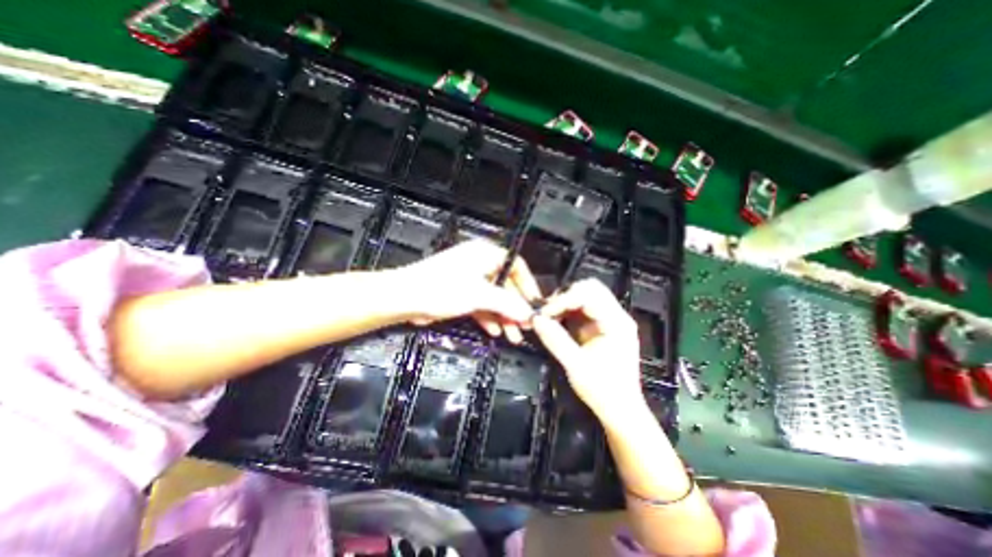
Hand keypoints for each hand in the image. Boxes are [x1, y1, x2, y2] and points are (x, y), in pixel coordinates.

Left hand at [390, 239, 540, 344]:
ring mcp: (470, 279)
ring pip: (494, 297)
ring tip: (513, 333)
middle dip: (515, 307)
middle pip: (506, 285)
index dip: (528, 286)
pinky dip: (489, 317)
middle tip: (524, 325)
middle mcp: (479, 263)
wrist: (405, 298)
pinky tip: (495, 330)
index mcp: (485, 254)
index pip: (516, 267)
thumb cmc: (438, 287)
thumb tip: (527, 312)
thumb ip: (507, 303)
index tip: (534, 304)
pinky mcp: (461, 292)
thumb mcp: (480, 295)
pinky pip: (482, 304)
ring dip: (504, 316)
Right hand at [530, 279, 648, 425]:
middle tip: (548, 311)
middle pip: (591, 288)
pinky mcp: (602, 326)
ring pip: (587, 295)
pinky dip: (568, 310)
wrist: (620, 411)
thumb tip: (535, 319)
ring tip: (549, 315)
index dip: (564, 299)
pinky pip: (583, 308)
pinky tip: (557, 320)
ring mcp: (610, 320)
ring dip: (566, 301)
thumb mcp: (575, 365)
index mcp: (616, 323)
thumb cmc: (603, 391)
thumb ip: (555, 340)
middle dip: (566, 295)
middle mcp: (616, 316)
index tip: (544, 313)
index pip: (589, 295)